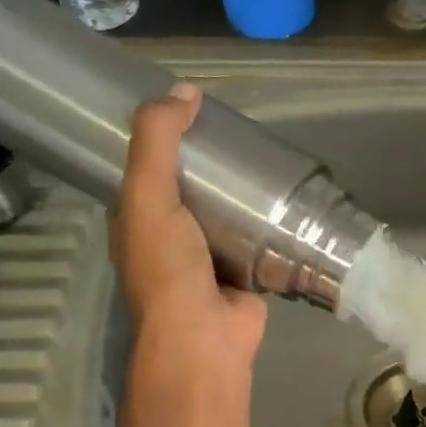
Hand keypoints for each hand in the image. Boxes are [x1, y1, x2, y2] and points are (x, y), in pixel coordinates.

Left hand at [111, 84, 265, 364]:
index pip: (146, 169)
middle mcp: (170, 238)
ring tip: (268, 155)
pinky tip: (288, 197)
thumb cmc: (168, 268)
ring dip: (243, 192)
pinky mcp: (245, 272)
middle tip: (240, 130)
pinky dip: (269, 221)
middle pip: (191, 189)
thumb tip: (183, 90)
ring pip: (226, 213)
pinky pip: (257, 238)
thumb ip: (157, 142)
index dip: (163, 139)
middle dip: (212, 163)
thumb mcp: (148, 196)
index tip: (191, 110)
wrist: (205, 336)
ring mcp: (209, 258)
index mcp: (137, 221)